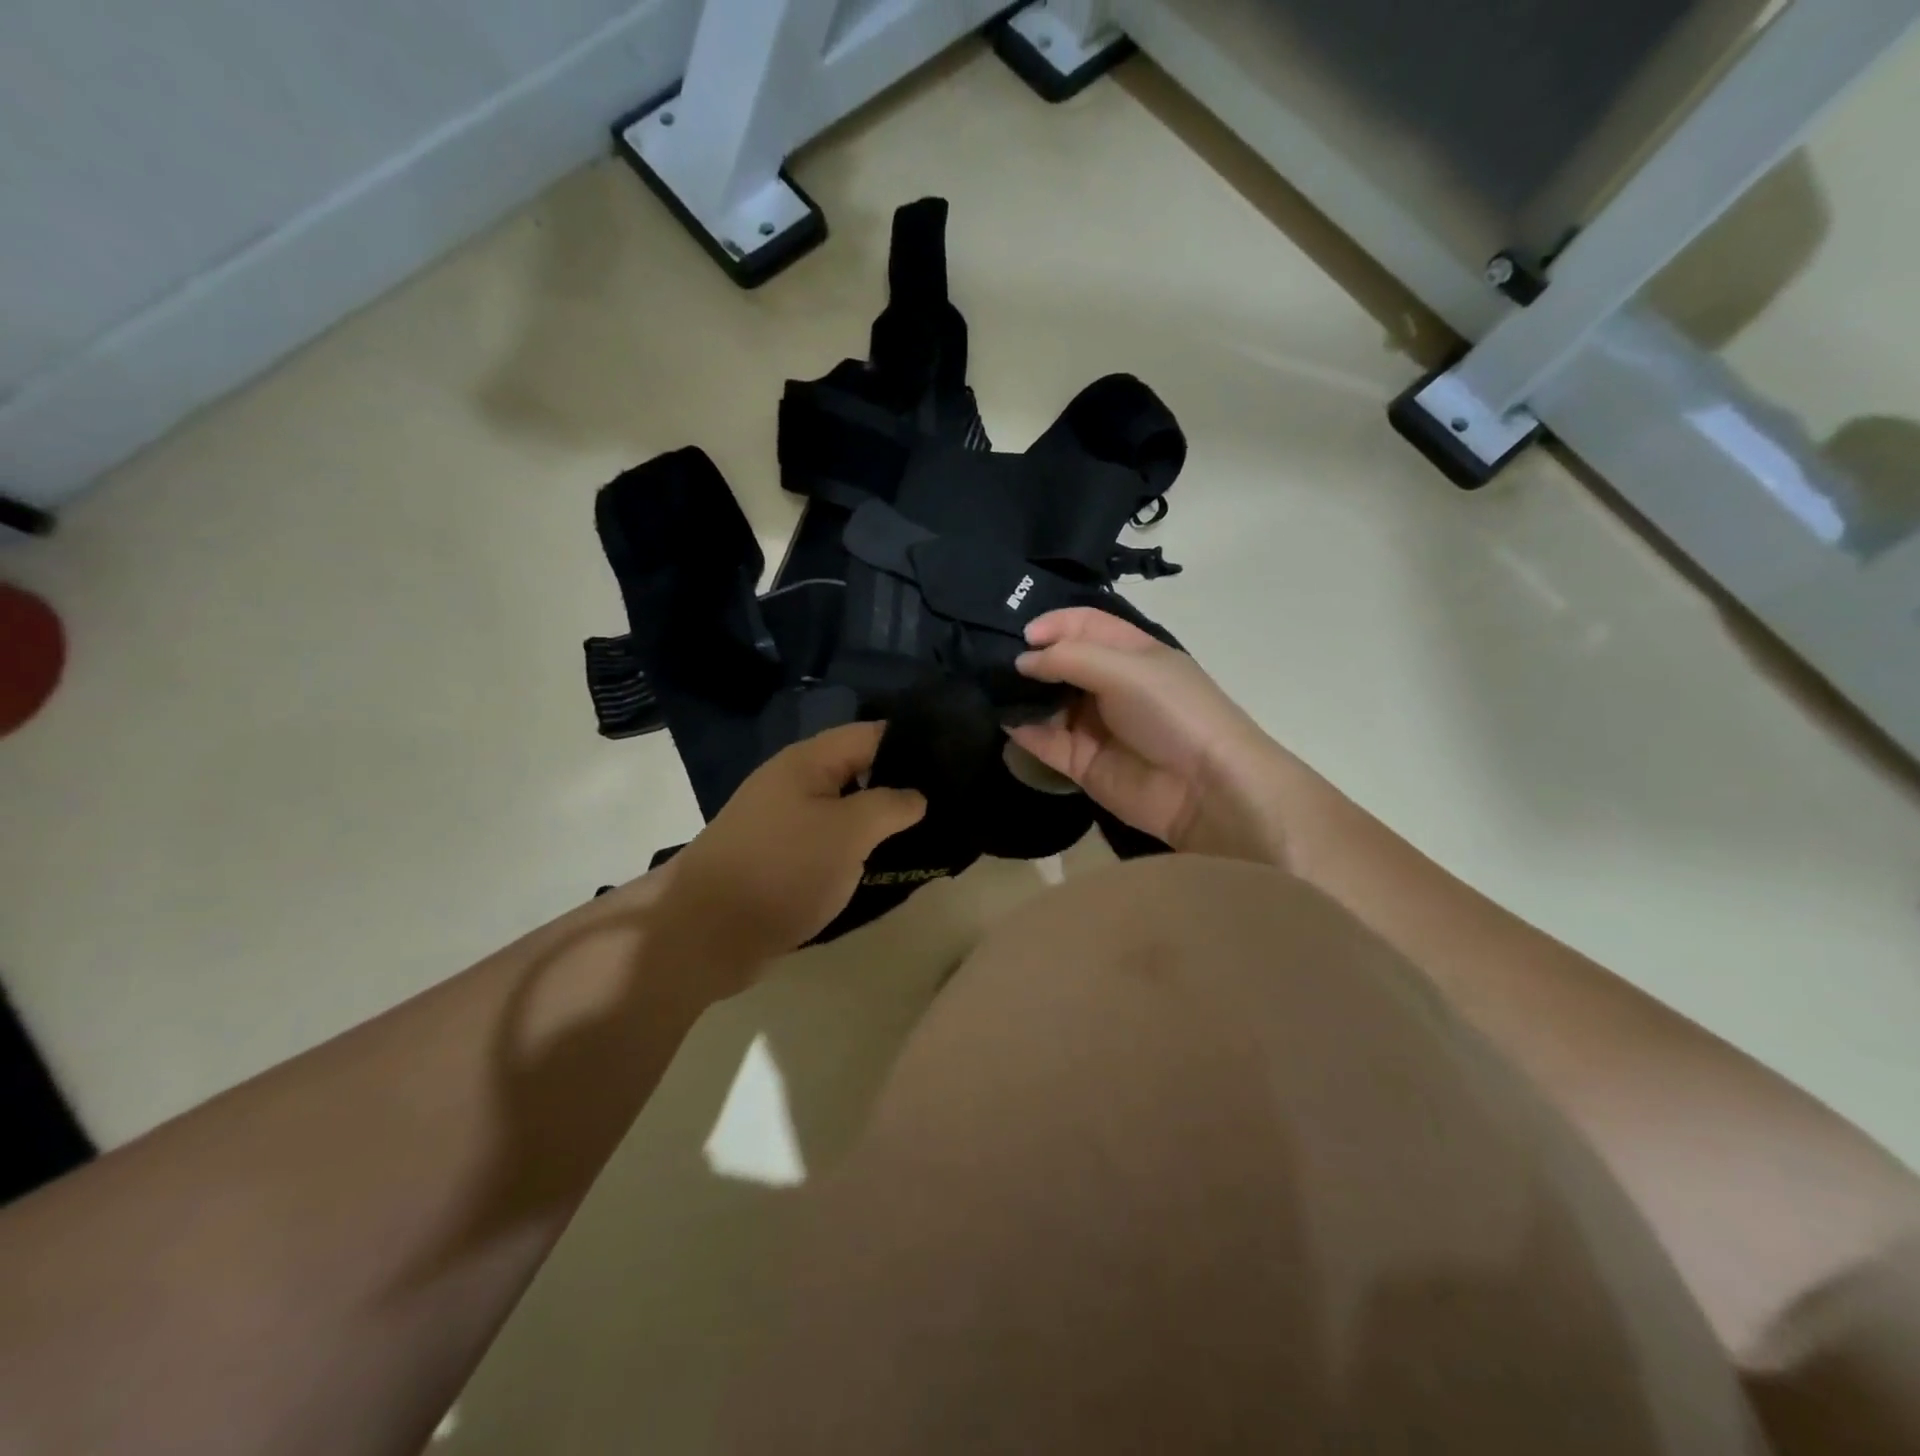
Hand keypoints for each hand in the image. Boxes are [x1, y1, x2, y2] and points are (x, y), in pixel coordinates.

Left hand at [661, 723, 925, 980]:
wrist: (707, 932)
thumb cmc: (783, 868)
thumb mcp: (849, 831)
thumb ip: (890, 805)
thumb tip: (916, 796)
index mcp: (808, 761)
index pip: (872, 734)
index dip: (913, 743)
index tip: (955, 761)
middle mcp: (795, 782)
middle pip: (859, 770)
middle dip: (901, 784)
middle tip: (949, 803)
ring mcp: (785, 821)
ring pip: (845, 809)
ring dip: (880, 821)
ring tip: (928, 833)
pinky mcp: (781, 857)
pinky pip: (829, 840)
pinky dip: (857, 848)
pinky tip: (886, 862)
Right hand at [1010, 608, 1303, 862]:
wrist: (1205, 789)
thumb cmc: (1171, 713)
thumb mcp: (1126, 669)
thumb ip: (1069, 659)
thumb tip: (1022, 661)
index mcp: (1130, 653)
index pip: (1084, 626)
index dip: (1054, 624)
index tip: (1023, 635)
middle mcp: (1109, 685)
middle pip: (1061, 663)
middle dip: (1030, 659)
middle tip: (994, 660)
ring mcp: (1093, 725)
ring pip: (1047, 702)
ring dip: (1021, 694)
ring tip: (990, 688)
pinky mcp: (1080, 762)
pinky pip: (1044, 741)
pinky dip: (1023, 730)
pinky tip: (1003, 719)